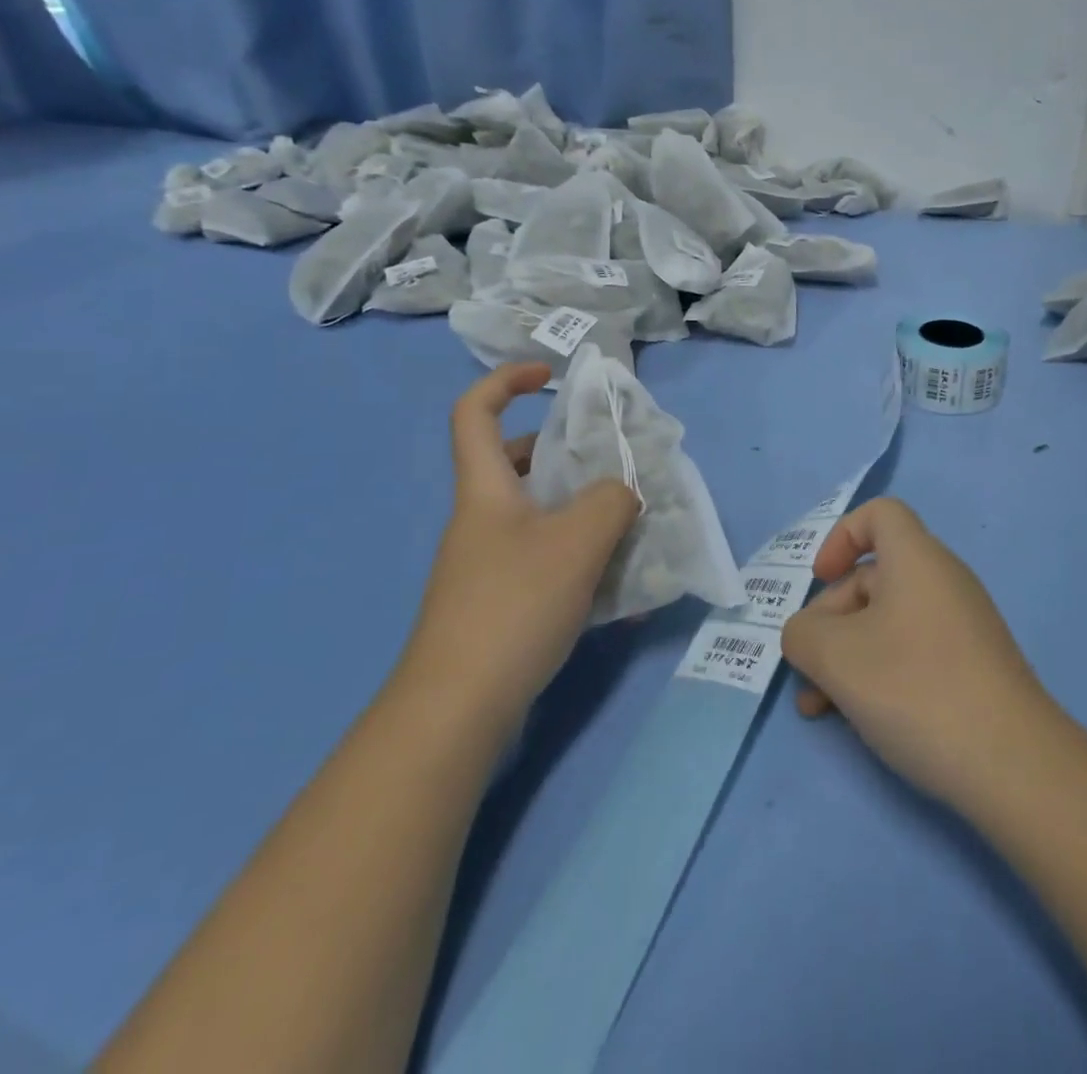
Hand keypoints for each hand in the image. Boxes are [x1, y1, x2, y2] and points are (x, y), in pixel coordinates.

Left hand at [398, 363, 638, 736]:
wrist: (457, 710)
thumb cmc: (512, 606)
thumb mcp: (577, 542)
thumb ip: (611, 502)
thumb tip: (622, 493)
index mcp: (486, 491)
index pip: (475, 413)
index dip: (506, 381)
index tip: (550, 377)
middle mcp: (481, 521)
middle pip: (516, 465)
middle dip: (564, 455)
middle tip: (610, 466)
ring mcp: (485, 566)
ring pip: (537, 517)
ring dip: (581, 514)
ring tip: (629, 528)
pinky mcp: (498, 605)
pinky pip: (543, 563)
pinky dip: (578, 562)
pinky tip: (616, 592)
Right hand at [782, 498, 1053, 808]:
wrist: (1015, 766)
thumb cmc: (916, 689)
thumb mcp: (836, 657)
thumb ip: (801, 635)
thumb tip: (806, 636)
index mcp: (916, 559)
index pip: (879, 514)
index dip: (841, 536)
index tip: (820, 580)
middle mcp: (942, 582)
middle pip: (873, 578)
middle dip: (829, 619)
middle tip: (806, 668)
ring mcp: (961, 627)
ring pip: (887, 623)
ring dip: (846, 656)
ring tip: (818, 708)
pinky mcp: (972, 669)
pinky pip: (912, 652)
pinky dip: (878, 674)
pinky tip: (857, 721)